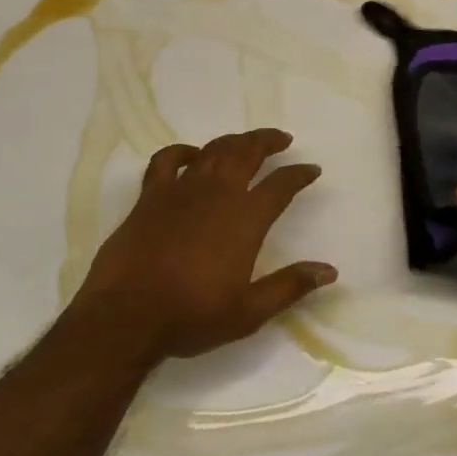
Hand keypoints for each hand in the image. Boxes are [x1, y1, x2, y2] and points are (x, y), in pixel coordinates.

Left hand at [69, 128, 336, 364]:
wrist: (126, 316)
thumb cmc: (192, 315)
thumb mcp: (249, 311)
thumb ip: (290, 286)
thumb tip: (329, 271)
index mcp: (246, 218)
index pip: (281, 185)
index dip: (300, 174)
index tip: (312, 169)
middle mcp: (217, 194)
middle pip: (247, 153)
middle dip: (268, 141)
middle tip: (282, 139)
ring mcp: (180, 190)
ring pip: (213, 150)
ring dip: (234, 141)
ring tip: (246, 142)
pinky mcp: (149, 196)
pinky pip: (166, 160)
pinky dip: (182, 152)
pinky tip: (191, 155)